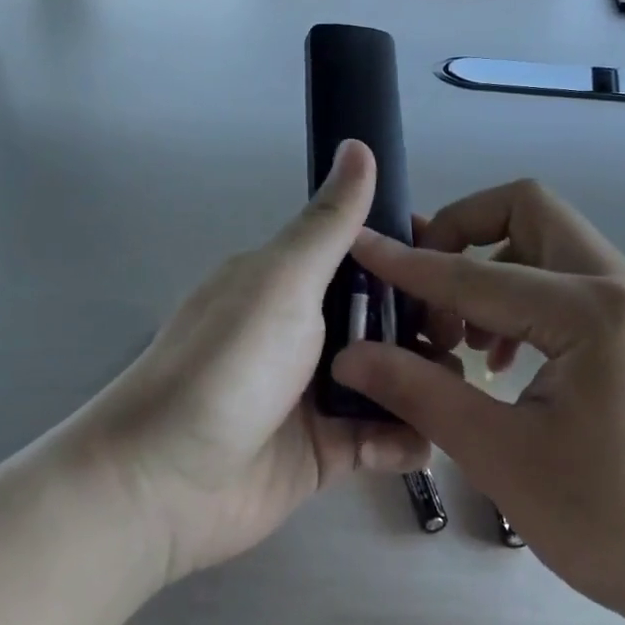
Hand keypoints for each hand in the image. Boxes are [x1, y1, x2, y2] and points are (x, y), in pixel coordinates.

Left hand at [81, 140, 429, 583]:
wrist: (163, 480)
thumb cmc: (228, 364)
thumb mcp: (282, 282)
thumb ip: (329, 224)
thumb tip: (358, 144)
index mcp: (291, 281)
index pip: (366, 257)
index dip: (412, 260)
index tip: (455, 269)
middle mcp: (305, 331)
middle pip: (386, 319)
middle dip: (426, 326)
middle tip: (461, 340)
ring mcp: (314, 392)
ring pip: (390, 378)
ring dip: (422, 384)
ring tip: (451, 395)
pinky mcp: (323, 450)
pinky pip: (379, 436)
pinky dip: (401, 438)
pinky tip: (415, 442)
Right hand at [332, 180, 624, 624]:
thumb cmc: (620, 524)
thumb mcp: (505, 460)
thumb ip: (421, 393)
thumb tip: (351, 355)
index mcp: (589, 311)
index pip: (474, 272)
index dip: (408, 263)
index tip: (357, 247)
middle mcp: (616, 287)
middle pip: (526, 211)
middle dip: (463, 233)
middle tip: (424, 288)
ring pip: (546, 244)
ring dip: (491, 267)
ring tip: (460, 335)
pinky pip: (565, 283)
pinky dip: (520, 295)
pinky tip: (499, 359)